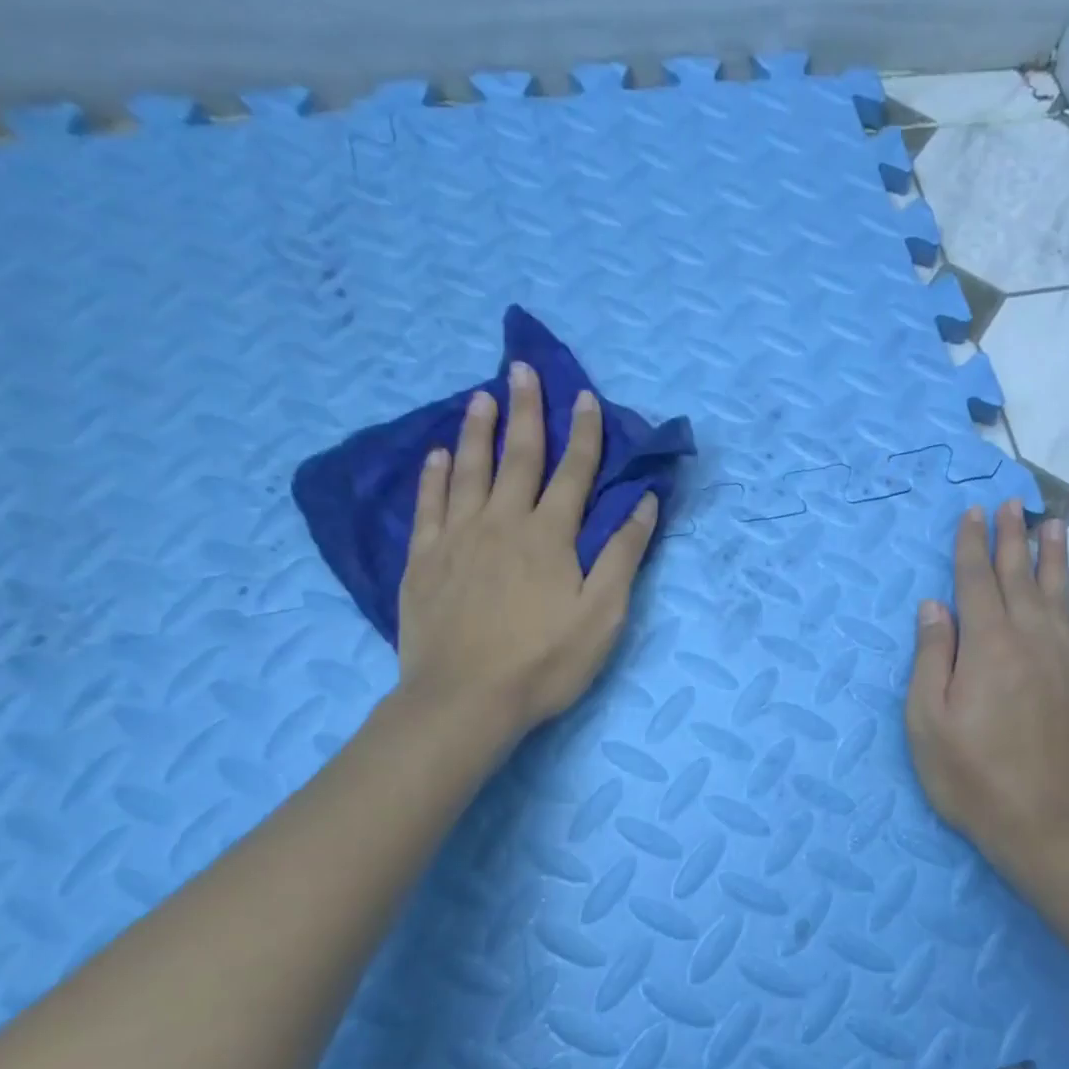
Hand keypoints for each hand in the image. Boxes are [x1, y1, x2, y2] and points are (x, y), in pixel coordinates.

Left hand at [396, 363, 657, 753]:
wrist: (465, 699)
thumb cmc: (545, 662)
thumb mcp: (602, 614)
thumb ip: (622, 555)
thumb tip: (644, 503)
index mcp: (550, 536)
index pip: (573, 473)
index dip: (583, 435)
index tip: (584, 396)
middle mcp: (503, 523)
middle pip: (518, 458)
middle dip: (526, 412)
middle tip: (521, 369)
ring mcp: (457, 538)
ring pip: (469, 471)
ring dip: (478, 431)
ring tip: (480, 397)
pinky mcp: (424, 560)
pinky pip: (428, 505)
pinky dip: (434, 475)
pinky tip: (437, 455)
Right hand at [906, 500, 1068, 886]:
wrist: (1045, 828)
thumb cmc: (972, 778)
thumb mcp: (927, 723)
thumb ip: (931, 658)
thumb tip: (934, 606)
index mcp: (987, 646)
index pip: (975, 582)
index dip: (970, 545)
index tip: (972, 512)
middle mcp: (1031, 640)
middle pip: (1018, 577)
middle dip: (1010, 538)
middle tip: (1010, 503)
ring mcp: (1068, 661)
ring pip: (1060, 593)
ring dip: (1054, 556)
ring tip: (1052, 523)